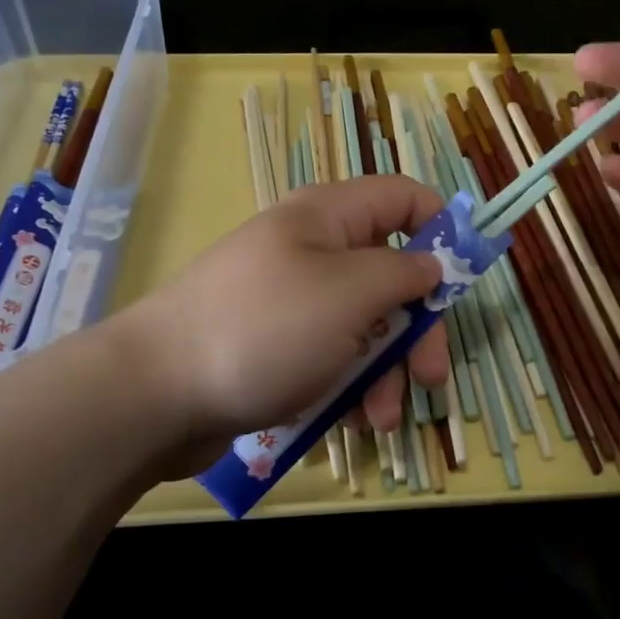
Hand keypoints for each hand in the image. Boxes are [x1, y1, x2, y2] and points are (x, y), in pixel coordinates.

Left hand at [114, 175, 451, 472]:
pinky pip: (329, 357)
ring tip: (381, 418)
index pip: (403, 197)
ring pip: (363, 325)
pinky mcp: (274, 347)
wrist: (156, 393)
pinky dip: (347, 386)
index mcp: (328, 217)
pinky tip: (350, 421)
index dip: (441, 229)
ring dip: (384, 371)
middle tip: (433, 376)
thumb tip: (432, 263)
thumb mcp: (349, 294)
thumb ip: (403, 273)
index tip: (464, 281)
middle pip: (390, 274)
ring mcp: (291, 301)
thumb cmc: (264, 329)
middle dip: (417, 328)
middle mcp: (312, 251)